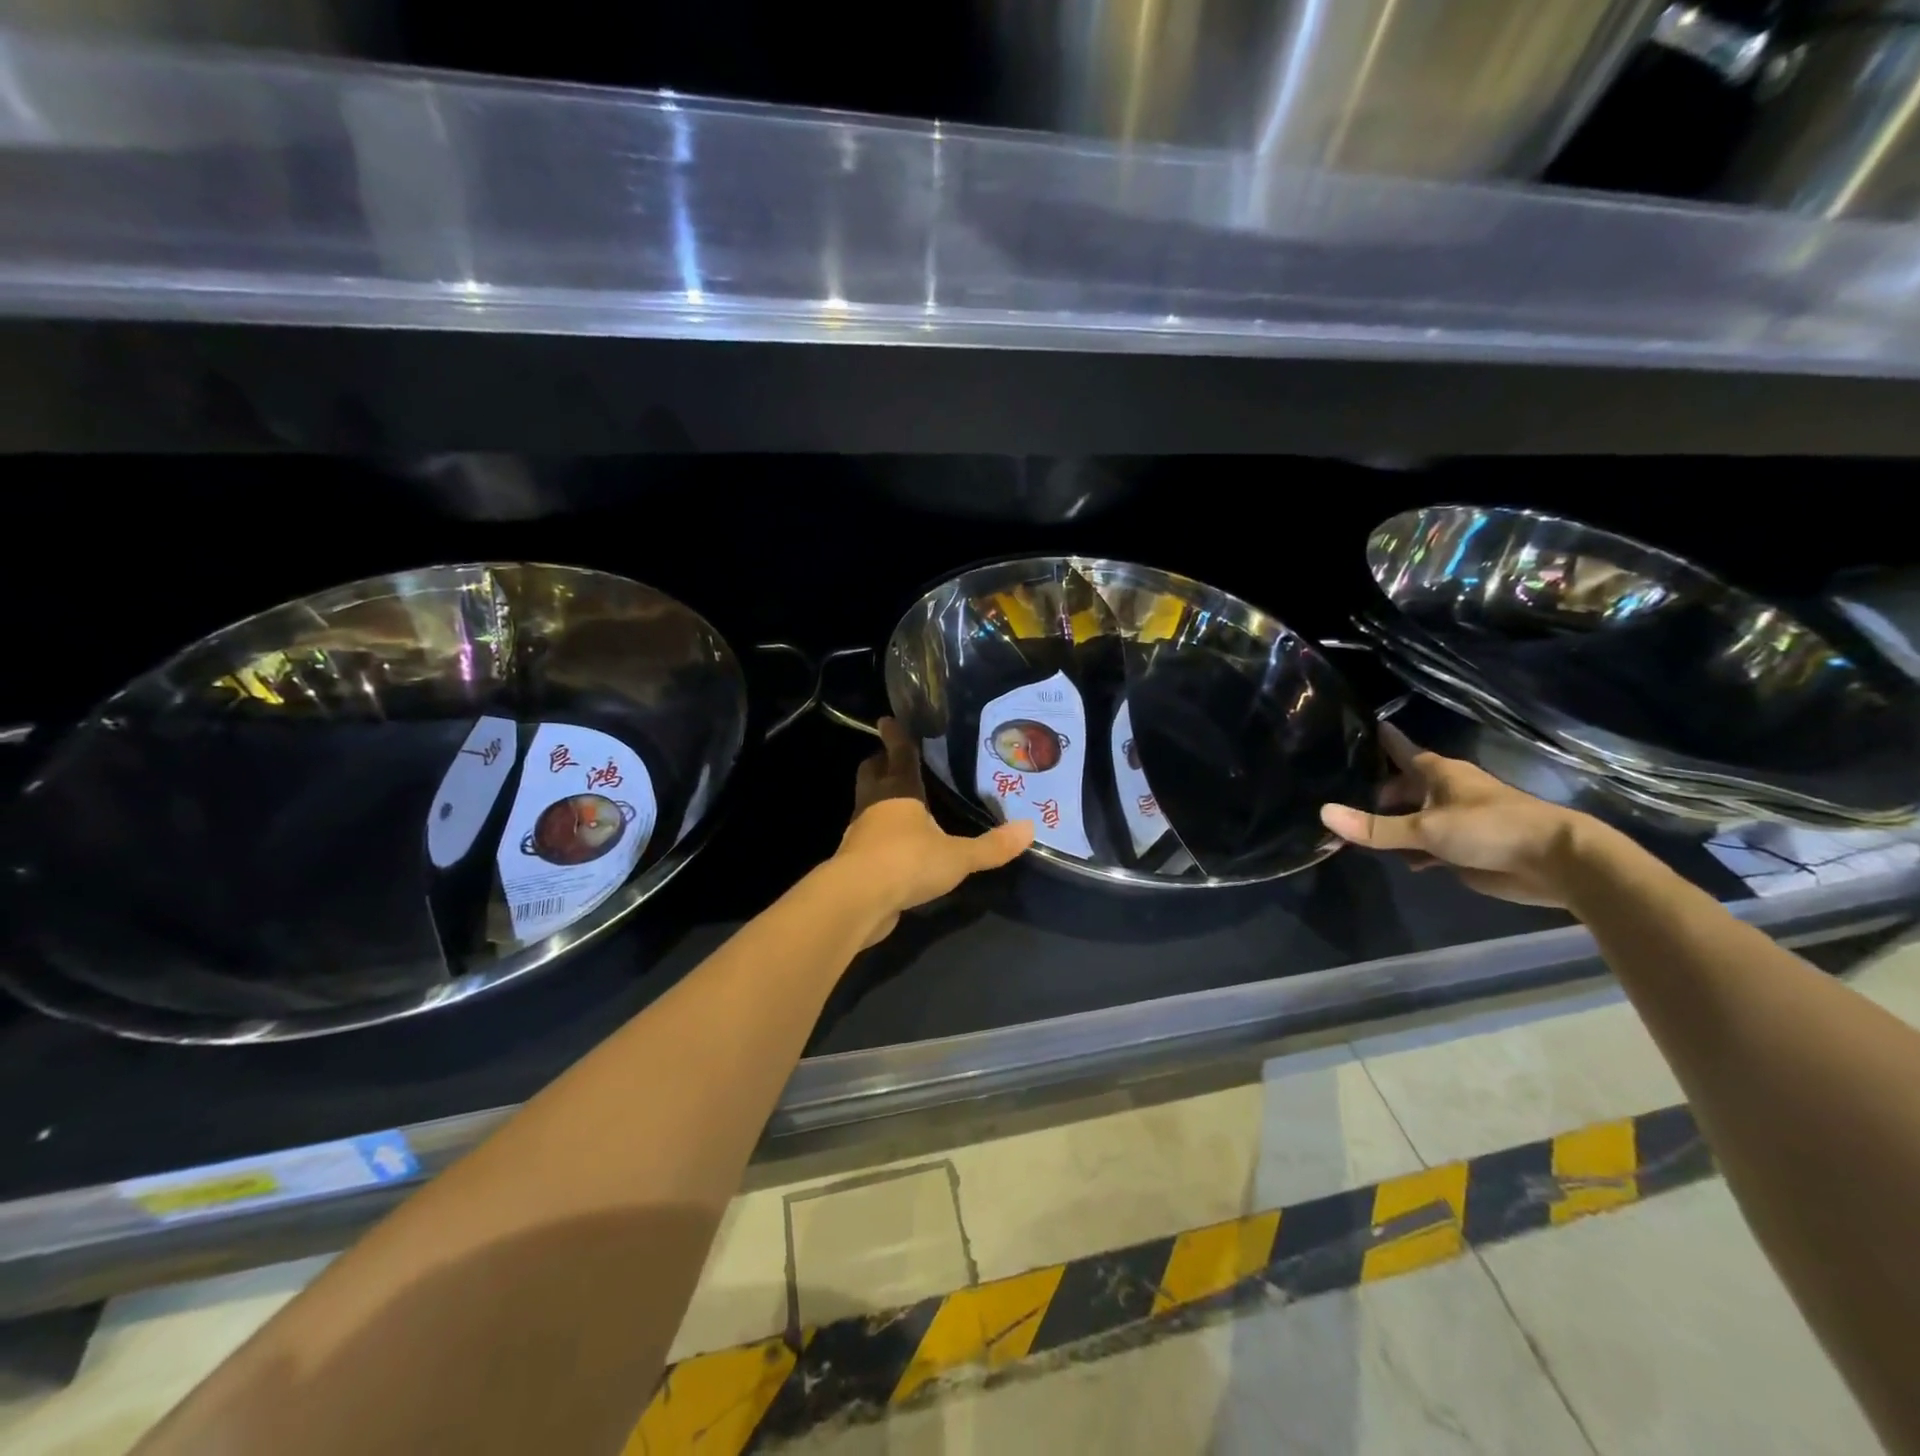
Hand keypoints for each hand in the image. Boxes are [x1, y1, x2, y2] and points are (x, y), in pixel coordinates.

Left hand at [836, 718, 1033, 942]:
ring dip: (879, 799)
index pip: (898, 755)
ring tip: (900, 802)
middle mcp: (874, 804)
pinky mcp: (854, 861)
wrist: (858, 900)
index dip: (895, 737)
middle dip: (880, 764)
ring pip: (867, 804)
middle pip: (872, 774)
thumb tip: (1029, 829)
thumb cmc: (908, 862)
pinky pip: (867, 837)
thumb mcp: (958, 856)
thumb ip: (992, 845)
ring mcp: (860, 832)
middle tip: (891, 759)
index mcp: (898, 791)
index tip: (888, 720)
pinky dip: (879, 834)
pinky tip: (896, 845)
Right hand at [1320, 723, 1596, 906]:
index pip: (1402, 750)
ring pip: (1414, 818)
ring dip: (1392, 825)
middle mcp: (1445, 792)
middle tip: (1342, 798)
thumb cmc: (1490, 829)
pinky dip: (1411, 851)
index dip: (1385, 740)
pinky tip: (1397, 860)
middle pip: (1403, 788)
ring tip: (1356, 830)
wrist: (1555, 862)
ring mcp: (1456, 821)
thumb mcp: (1425, 828)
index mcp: (1439, 774)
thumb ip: (1375, 827)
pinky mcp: (1464, 849)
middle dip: (1378, 794)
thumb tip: (1323, 813)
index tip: (1370, 726)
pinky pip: (1427, 846)